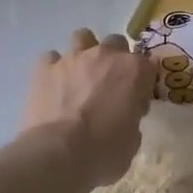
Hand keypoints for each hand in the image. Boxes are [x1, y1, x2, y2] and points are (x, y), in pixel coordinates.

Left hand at [23, 29, 155, 188]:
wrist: (59, 156)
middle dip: (113, 59)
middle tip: (108, 85)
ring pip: (82, 37)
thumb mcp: (133, 140)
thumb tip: (123, 118)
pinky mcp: (45, 69)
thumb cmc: (104, 152)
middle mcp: (106, 55)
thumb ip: (131, 118)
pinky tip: (53, 86)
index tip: (136, 100)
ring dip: (84, 53)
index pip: (147, 64)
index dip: (141, 82)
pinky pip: (51, 59)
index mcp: (135, 70)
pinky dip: (53, 69)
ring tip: (79, 77)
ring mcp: (73, 58)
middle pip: (115, 42)